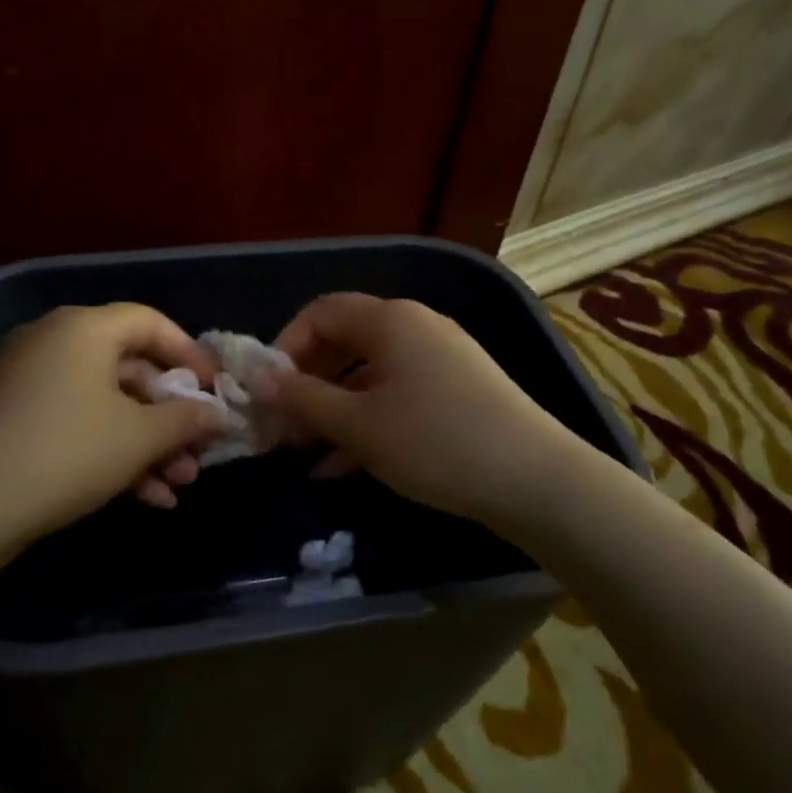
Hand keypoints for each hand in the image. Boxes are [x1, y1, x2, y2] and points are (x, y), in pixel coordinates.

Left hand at [0, 304, 226, 541]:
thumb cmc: (70, 451)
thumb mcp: (140, 436)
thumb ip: (186, 419)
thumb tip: (218, 415)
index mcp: (84, 328)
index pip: (150, 323)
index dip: (190, 354)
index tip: (215, 390)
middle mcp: (56, 344)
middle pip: (131, 369)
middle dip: (171, 416)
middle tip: (200, 450)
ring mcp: (34, 384)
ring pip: (108, 405)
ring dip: (149, 444)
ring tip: (181, 484)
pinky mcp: (21, 421)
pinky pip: (81, 425)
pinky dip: (115, 454)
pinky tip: (150, 497)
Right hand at [255, 293, 576, 530]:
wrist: (535, 480)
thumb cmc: (434, 441)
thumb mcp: (358, 425)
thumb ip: (303, 400)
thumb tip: (257, 381)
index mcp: (390, 320)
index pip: (321, 312)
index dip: (285, 346)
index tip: (265, 390)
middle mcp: (416, 329)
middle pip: (345, 343)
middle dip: (307, 384)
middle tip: (280, 425)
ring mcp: (440, 360)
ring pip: (369, 376)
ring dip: (332, 410)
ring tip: (303, 453)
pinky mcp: (457, 392)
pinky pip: (397, 397)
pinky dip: (366, 422)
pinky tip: (341, 468)